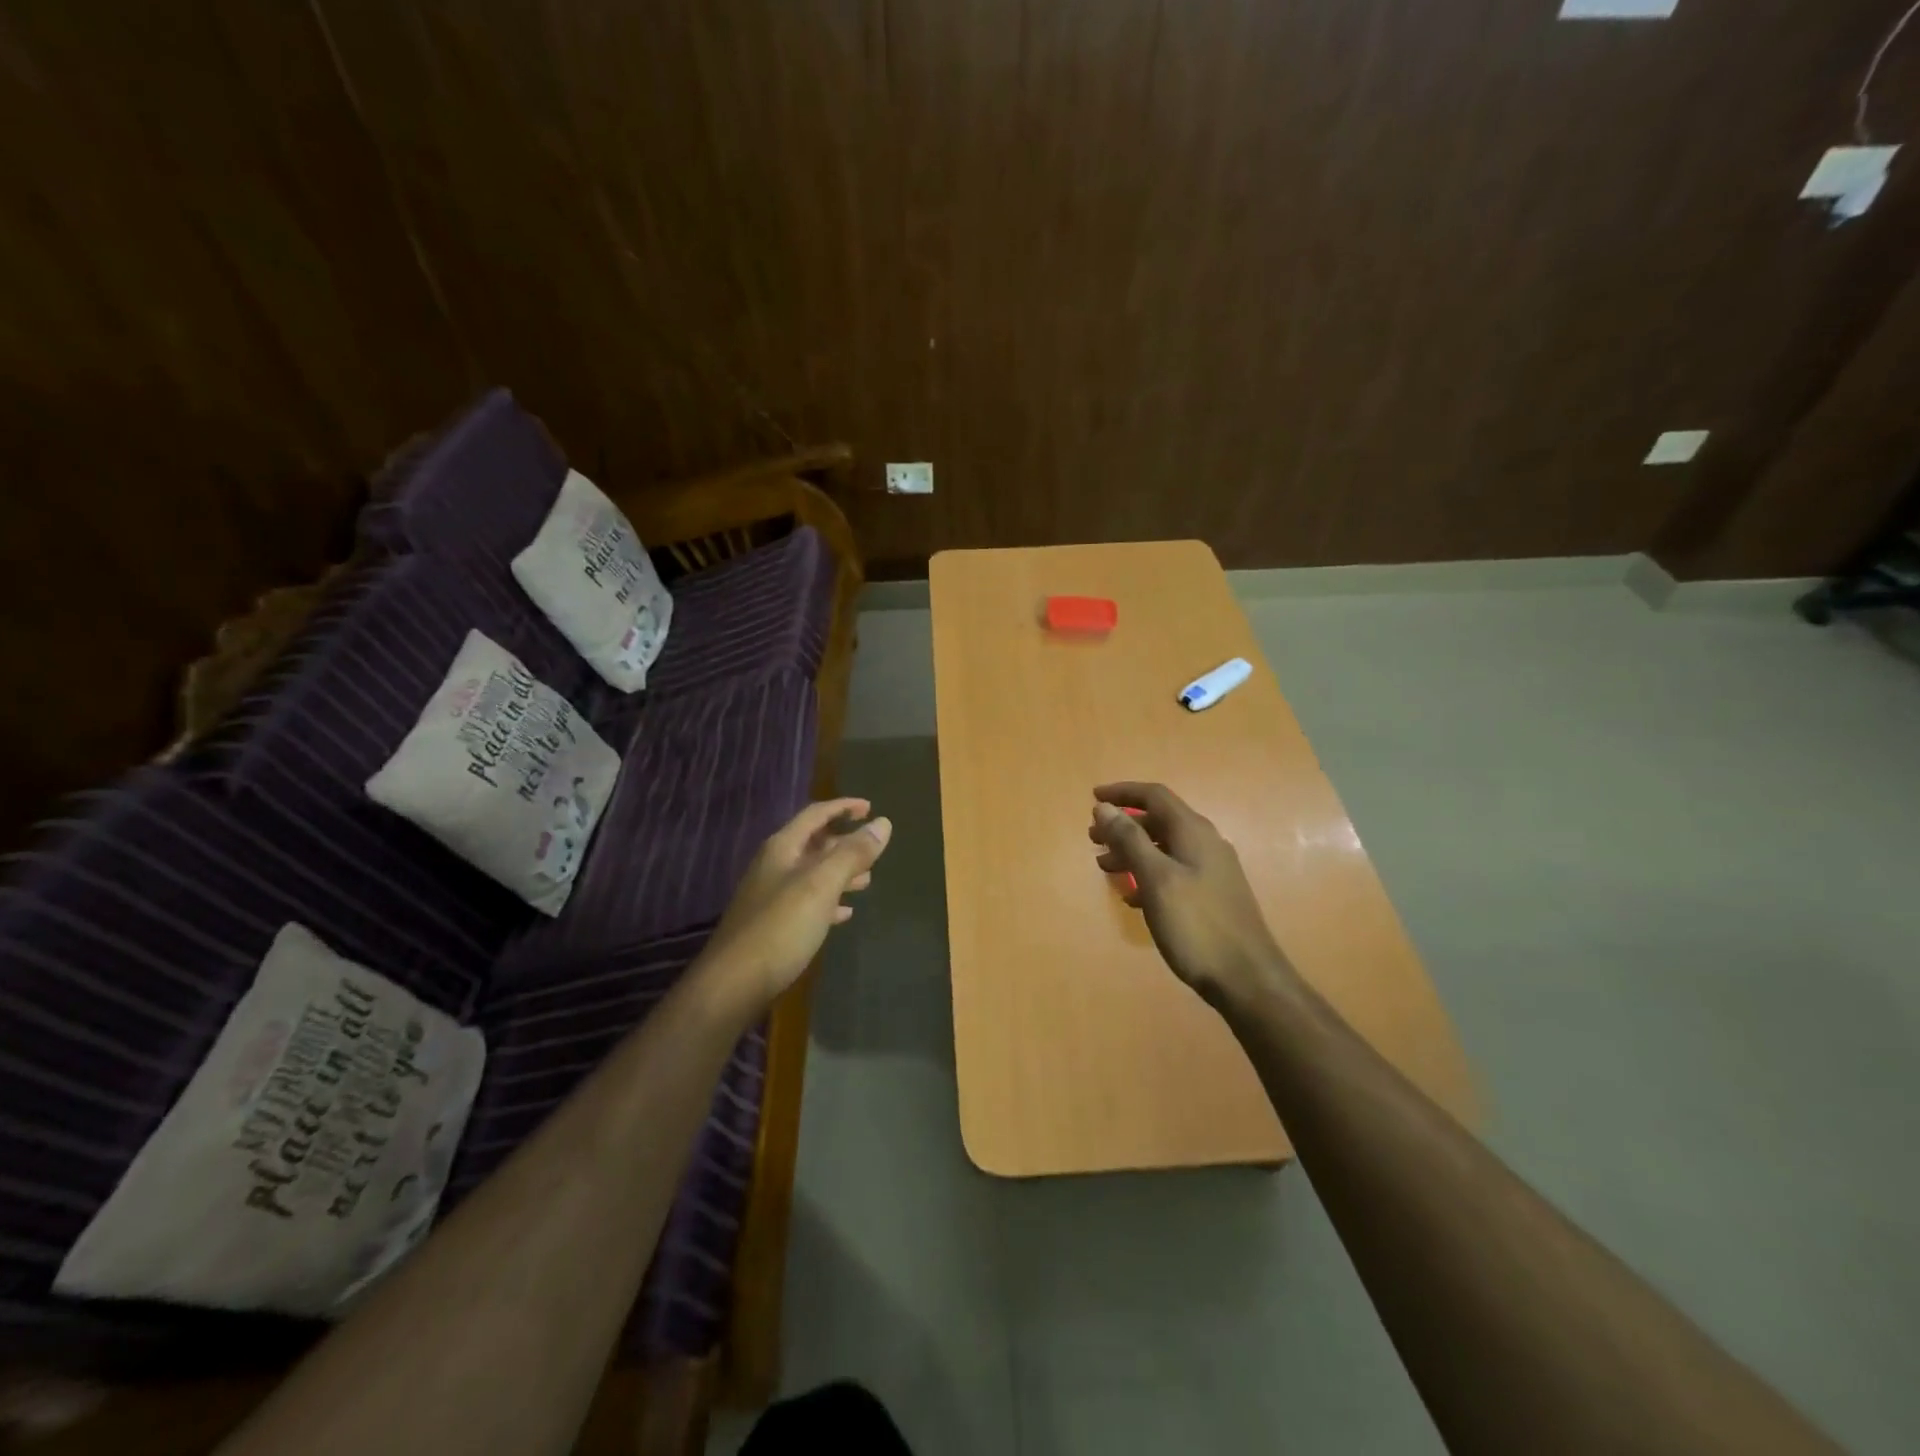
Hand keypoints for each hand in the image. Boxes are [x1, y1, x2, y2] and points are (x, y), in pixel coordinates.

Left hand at [702, 797, 892, 1015]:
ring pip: (813, 874)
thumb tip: (883, 823)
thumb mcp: (821, 885)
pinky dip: (829, 901)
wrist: (733, 984)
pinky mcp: (773, 925)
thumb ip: (852, 853)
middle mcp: (774, 866)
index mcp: (783, 848)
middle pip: (814, 844)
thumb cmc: (780, 927)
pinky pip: (807, 903)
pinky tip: (845, 913)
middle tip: (874, 850)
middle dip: (845, 843)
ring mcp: (771, 896)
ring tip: (868, 880)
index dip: (843, 807)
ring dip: (840, 873)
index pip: (816, 814)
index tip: (871, 808)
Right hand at [1089, 782, 1291, 1011]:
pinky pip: (1173, 871)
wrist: (1247, 979)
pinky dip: (1148, 873)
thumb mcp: (1156, 879)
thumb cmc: (1196, 925)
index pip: (1154, 796)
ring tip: (1105, 867)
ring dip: (1132, 851)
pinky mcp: (1211, 895)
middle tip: (1093, 839)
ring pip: (1164, 847)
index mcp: (1193, 832)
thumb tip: (1104, 807)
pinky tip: (1132, 896)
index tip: (1093, 797)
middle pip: (1159, 820)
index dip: (1123, 792)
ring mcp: (1211, 870)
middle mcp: (1205, 843)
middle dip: (1123, 825)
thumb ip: (1129, 840)